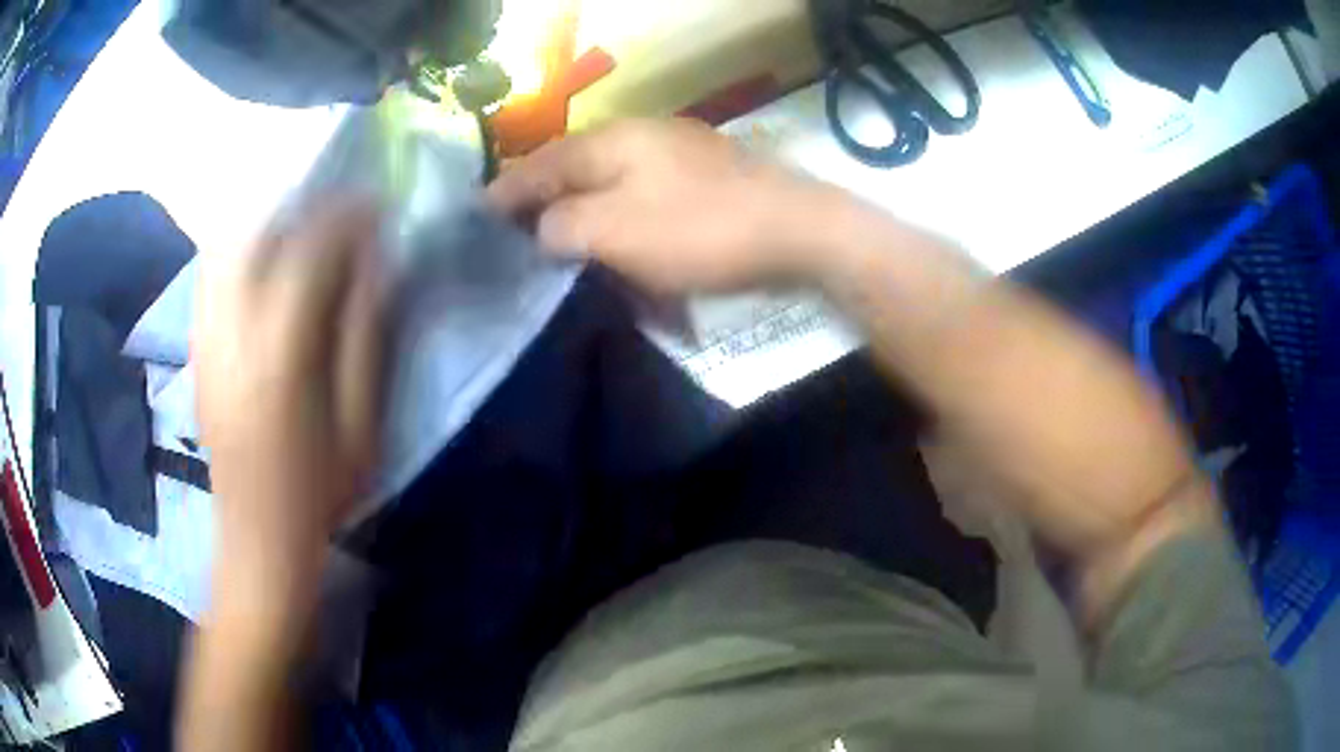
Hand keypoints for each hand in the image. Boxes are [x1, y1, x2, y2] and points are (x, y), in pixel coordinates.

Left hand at [194, 197, 385, 595]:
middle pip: (260, 238)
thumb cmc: (320, 493)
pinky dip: (241, 253)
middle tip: (337, 208)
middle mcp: (233, 334)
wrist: (257, 540)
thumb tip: (377, 269)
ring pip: (230, 251)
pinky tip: (264, 259)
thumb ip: (366, 339)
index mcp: (280, 354)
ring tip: (302, 224)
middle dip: (303, 209)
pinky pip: (213, 280)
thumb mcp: (361, 427)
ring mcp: (207, 342)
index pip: (309, 255)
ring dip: (269, 224)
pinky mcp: (198, 354)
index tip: (374, 204)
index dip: (345, 220)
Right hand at [487, 118, 834, 294]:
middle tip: (513, 241)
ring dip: (583, 217)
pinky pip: (645, 202)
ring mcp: (675, 157)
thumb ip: (561, 226)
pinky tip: (620, 248)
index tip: (475, 221)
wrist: (799, 232)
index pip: (538, 164)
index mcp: (610, 141)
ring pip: (609, 187)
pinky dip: (624, 225)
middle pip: (573, 172)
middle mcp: (639, 139)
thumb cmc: (701, 230)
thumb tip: (541, 229)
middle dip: (541, 206)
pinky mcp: (702, 183)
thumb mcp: (615, 231)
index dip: (503, 193)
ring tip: (559, 248)